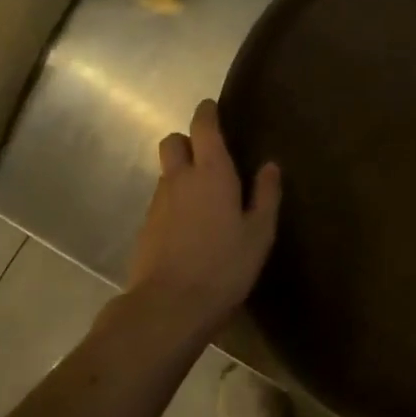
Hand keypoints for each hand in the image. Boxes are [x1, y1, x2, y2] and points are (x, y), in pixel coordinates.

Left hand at [125, 99, 280, 341]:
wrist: (168, 308)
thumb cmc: (223, 266)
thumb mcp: (259, 233)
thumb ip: (265, 195)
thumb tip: (269, 165)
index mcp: (211, 172)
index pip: (203, 126)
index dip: (207, 112)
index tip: (213, 108)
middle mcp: (179, 178)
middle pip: (173, 141)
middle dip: (187, 140)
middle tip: (209, 156)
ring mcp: (158, 203)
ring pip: (166, 172)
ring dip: (181, 173)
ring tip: (204, 197)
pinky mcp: (145, 227)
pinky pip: (161, 200)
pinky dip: (174, 201)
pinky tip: (190, 226)